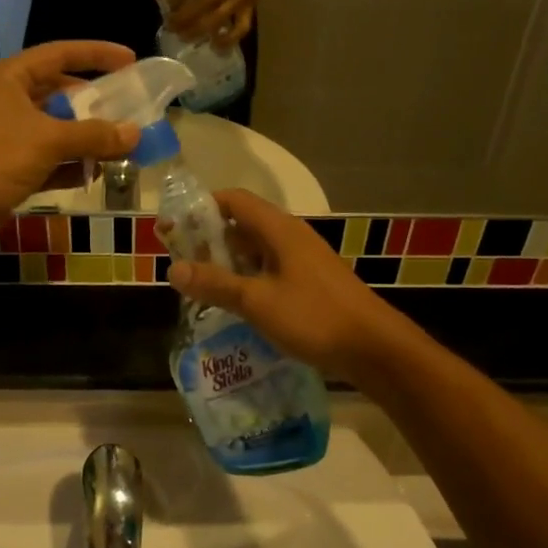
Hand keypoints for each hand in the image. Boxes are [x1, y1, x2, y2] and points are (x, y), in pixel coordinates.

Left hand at [0, 41, 140, 247]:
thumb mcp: (48, 139)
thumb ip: (94, 135)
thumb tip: (135, 133)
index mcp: (10, 78)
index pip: (60, 54)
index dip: (96, 54)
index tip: (130, 60)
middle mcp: (8, 102)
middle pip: (60, 94)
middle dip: (95, 105)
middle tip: (131, 110)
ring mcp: (8, 137)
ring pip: (57, 131)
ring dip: (87, 140)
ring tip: (125, 145)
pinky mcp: (9, 169)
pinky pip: (49, 162)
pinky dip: (71, 167)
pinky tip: (96, 174)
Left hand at [166, 0, 272, 46]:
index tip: (168, 4)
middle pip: (201, 4)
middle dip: (182, 18)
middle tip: (170, 27)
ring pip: (217, 19)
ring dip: (197, 31)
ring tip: (183, 37)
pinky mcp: (249, 9)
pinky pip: (240, 28)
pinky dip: (228, 40)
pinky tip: (215, 46)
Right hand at [167, 190, 410, 382]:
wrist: (373, 347)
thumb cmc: (314, 316)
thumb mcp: (257, 301)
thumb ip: (215, 284)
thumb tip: (174, 270)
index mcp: (279, 230)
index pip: (233, 200)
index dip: (201, 208)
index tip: (173, 227)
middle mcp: (290, 237)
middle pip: (242, 224)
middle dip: (209, 239)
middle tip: (180, 262)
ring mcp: (302, 260)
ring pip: (256, 250)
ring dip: (227, 262)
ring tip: (199, 284)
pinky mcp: (310, 282)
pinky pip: (269, 270)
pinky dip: (247, 279)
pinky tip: (233, 303)